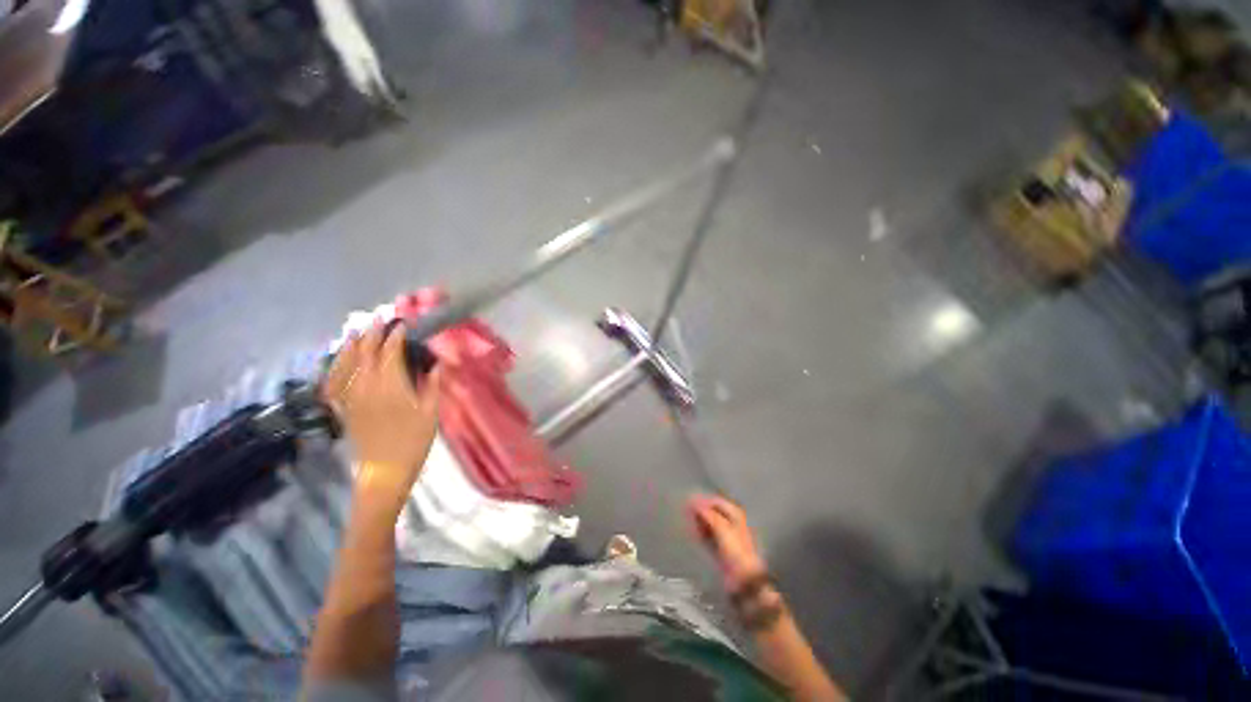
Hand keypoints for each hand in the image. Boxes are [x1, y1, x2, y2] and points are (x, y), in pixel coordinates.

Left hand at [323, 323, 440, 516]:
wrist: (386, 469)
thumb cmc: (414, 440)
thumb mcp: (431, 413)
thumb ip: (431, 386)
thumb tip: (435, 364)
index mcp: (391, 386)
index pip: (390, 353)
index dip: (396, 336)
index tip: (403, 325)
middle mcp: (367, 386)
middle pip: (365, 353)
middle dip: (372, 334)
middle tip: (378, 319)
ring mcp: (351, 397)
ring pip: (346, 364)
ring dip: (351, 345)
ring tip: (355, 332)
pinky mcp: (344, 408)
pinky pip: (334, 383)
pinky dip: (334, 368)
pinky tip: (336, 361)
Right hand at [687, 494, 768, 592]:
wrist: (744, 580)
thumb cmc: (735, 551)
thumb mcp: (722, 528)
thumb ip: (708, 514)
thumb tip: (694, 501)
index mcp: (735, 515)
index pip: (717, 502)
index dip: (703, 501)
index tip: (688, 502)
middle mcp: (731, 523)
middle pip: (713, 512)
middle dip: (700, 510)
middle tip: (685, 511)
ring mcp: (726, 536)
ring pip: (709, 523)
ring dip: (699, 521)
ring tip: (687, 520)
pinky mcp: (720, 548)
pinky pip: (708, 535)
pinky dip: (700, 532)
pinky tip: (692, 532)